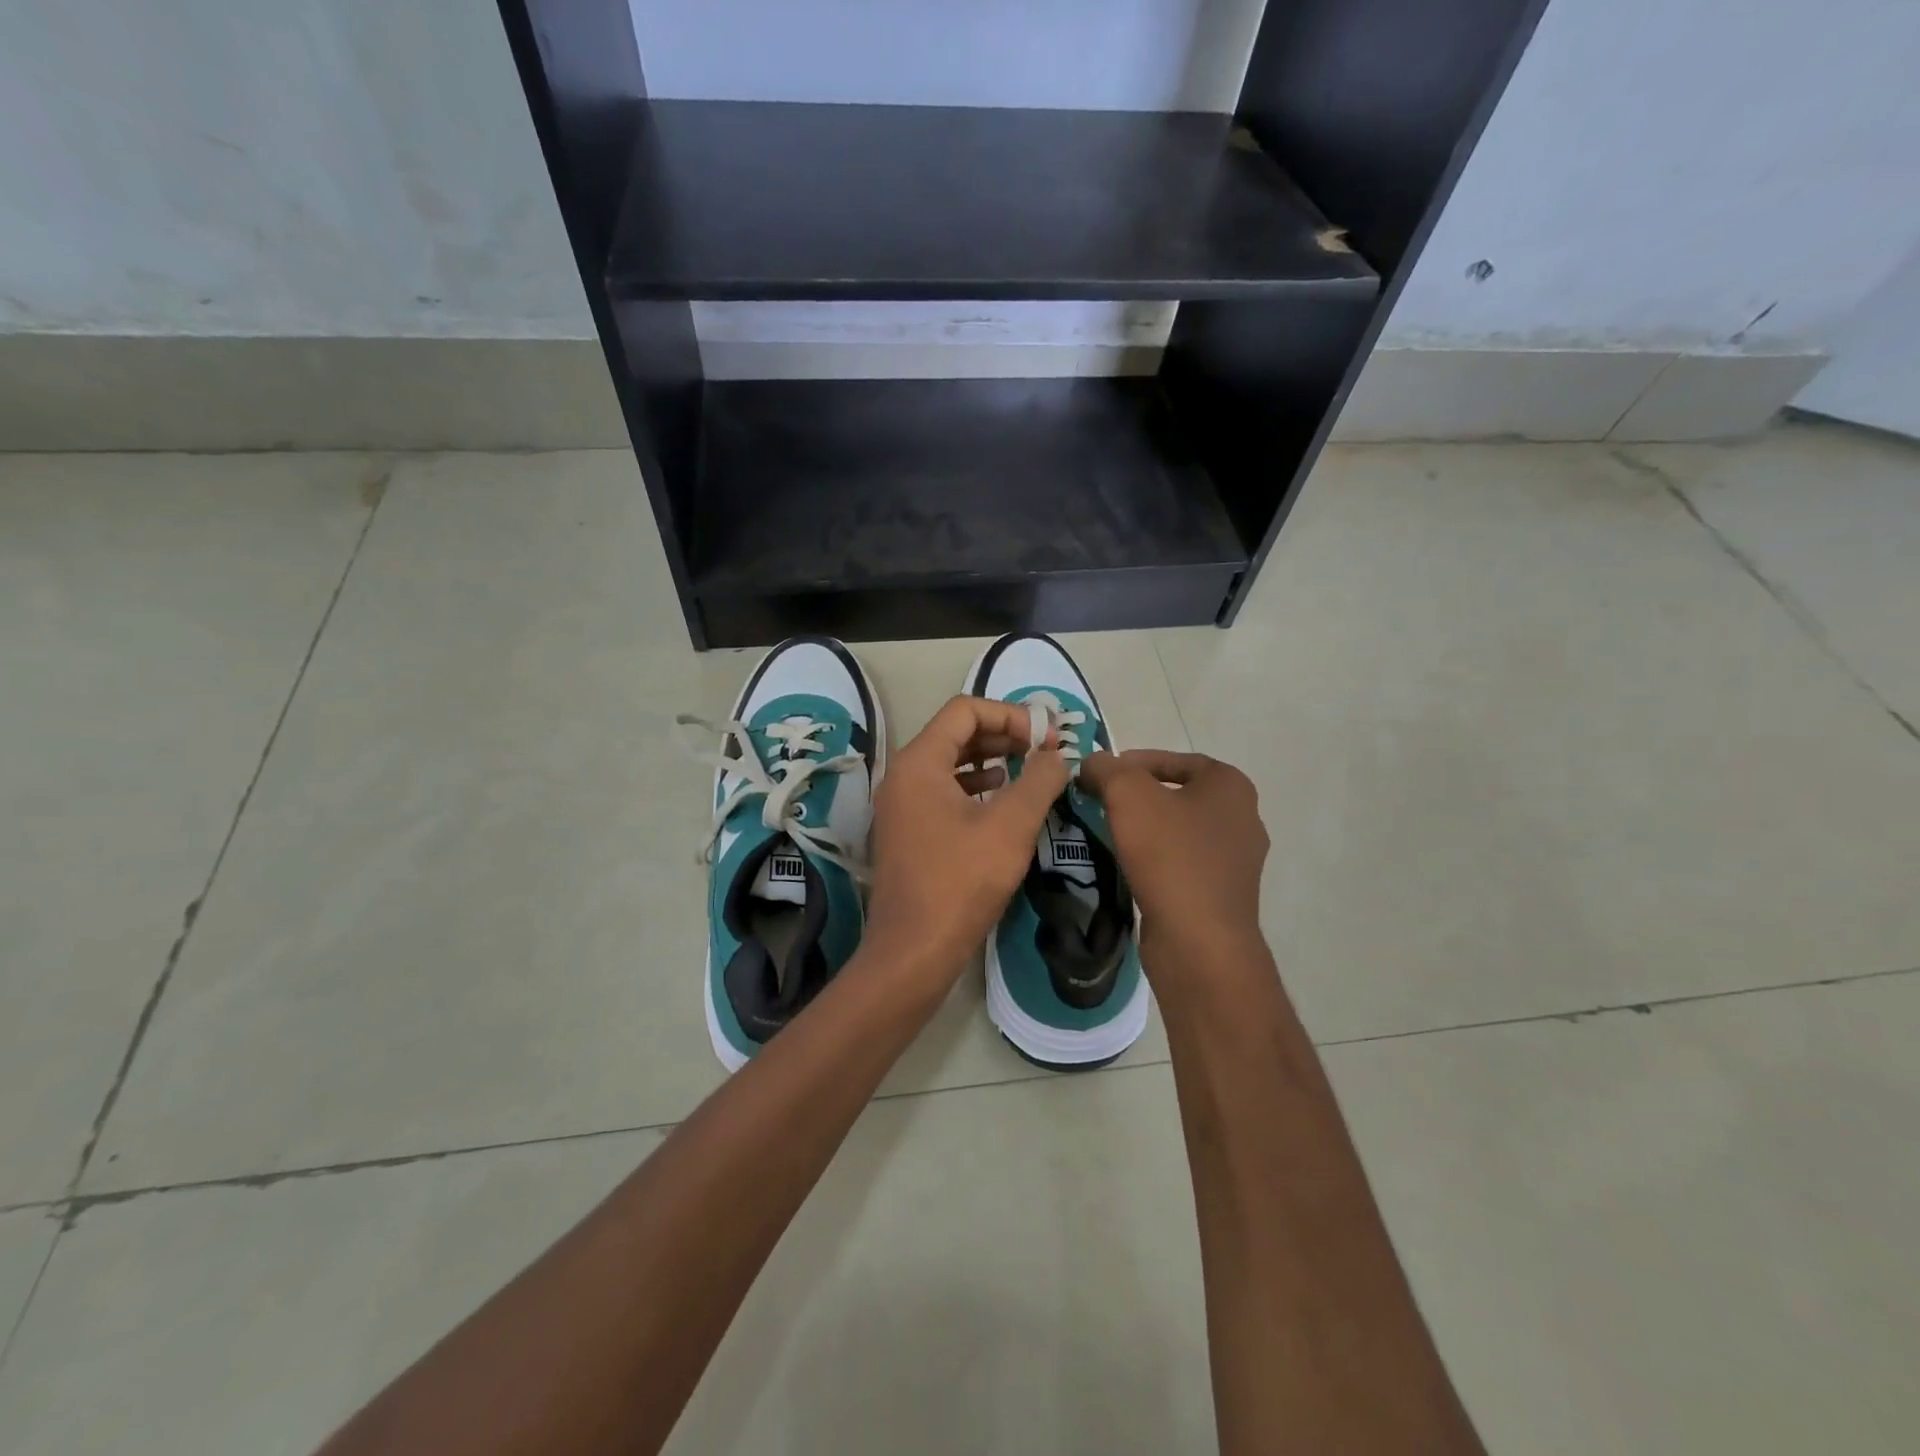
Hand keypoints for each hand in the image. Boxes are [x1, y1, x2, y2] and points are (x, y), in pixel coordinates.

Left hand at [865, 696, 1070, 985]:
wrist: (913, 950)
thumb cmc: (961, 881)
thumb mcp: (1011, 825)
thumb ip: (1039, 780)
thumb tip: (1058, 755)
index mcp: (920, 762)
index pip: (966, 710)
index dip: (1011, 714)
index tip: (1047, 737)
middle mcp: (903, 775)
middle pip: (956, 733)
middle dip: (1004, 735)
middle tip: (1045, 750)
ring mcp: (901, 804)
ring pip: (950, 763)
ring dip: (992, 760)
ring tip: (1030, 770)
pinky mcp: (908, 830)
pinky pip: (943, 791)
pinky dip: (975, 786)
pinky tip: (1002, 799)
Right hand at [1077, 750, 1269, 976]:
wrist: (1199, 941)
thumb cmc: (1170, 856)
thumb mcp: (1128, 795)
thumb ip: (1107, 769)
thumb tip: (1093, 764)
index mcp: (1231, 787)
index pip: (1176, 759)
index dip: (1134, 761)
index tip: (1101, 775)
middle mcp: (1243, 819)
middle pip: (1177, 795)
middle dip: (1137, 797)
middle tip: (1100, 802)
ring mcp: (1236, 861)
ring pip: (1179, 831)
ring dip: (1145, 829)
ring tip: (1108, 833)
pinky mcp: (1222, 895)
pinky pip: (1182, 864)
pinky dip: (1155, 860)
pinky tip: (1129, 867)